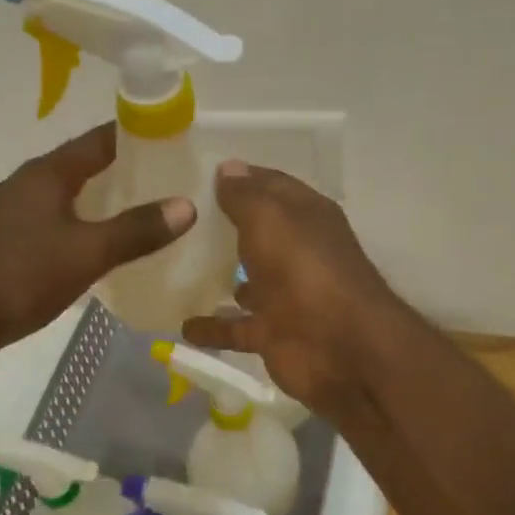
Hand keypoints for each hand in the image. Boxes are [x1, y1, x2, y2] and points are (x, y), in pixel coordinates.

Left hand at [0, 123, 195, 373]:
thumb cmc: (17, 277)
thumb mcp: (85, 254)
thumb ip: (135, 230)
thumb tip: (187, 205)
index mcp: (44, 175)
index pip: (97, 141)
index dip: (134, 136)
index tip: (170, 139)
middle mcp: (22, 186)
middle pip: (79, 170)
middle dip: (119, 175)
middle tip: (164, 185)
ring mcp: (5, 218)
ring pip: (61, 203)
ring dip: (95, 208)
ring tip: (136, 220)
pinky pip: (46, 231)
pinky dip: (73, 234)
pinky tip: (90, 256)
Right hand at [182, 161, 406, 423]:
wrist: (340, 347)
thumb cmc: (304, 269)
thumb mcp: (269, 219)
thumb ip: (245, 196)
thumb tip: (228, 167)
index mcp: (306, 217)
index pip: (271, 186)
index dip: (242, 178)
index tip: (200, 174)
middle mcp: (298, 253)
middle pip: (259, 234)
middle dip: (226, 227)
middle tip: (178, 219)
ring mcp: (286, 296)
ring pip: (247, 283)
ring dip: (219, 278)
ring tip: (174, 269)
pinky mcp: (273, 334)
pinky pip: (235, 328)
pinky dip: (212, 328)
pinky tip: (181, 325)